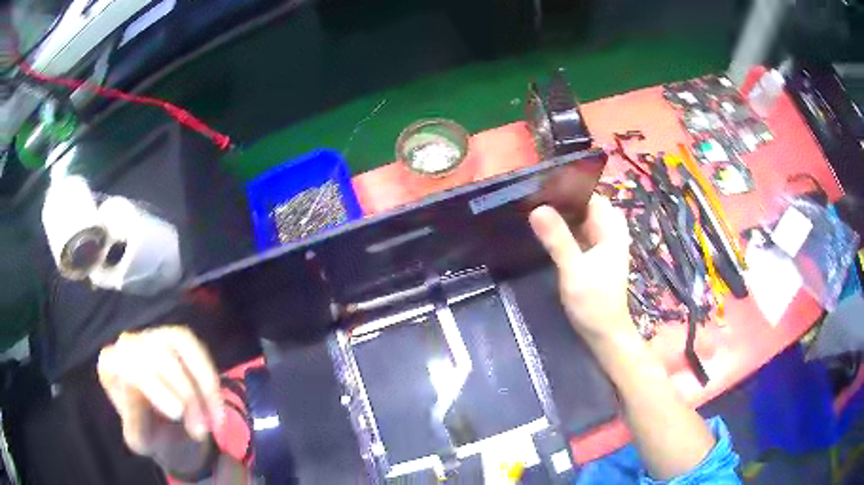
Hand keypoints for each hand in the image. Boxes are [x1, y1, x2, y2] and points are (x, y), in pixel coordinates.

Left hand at [97, 326, 223, 456]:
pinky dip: (210, 379)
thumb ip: (133, 417)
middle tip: (200, 431)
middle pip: (157, 355)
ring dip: (203, 384)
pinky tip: (215, 406)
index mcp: (110, 366)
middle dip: (185, 394)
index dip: (153, 387)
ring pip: (180, 343)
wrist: (175, 438)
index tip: (178, 414)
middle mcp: (127, 343)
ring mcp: (153, 335)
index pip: (128, 365)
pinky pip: (196, 347)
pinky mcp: (177, 337)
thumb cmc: (153, 437)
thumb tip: (133, 387)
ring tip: (213, 421)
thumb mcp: (142, 439)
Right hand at [529, 194, 633, 345]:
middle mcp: (608, 231)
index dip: (567, 187)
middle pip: (584, 204)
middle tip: (531, 196)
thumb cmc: (594, 302)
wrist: (604, 333)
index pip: (589, 194)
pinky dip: (563, 228)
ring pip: (580, 218)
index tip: (539, 185)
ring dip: (561, 213)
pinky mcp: (593, 254)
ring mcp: (601, 243)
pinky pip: (577, 232)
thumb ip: (558, 239)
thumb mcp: (574, 270)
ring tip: (533, 208)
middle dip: (561, 199)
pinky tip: (545, 229)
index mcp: (611, 228)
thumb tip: (537, 208)